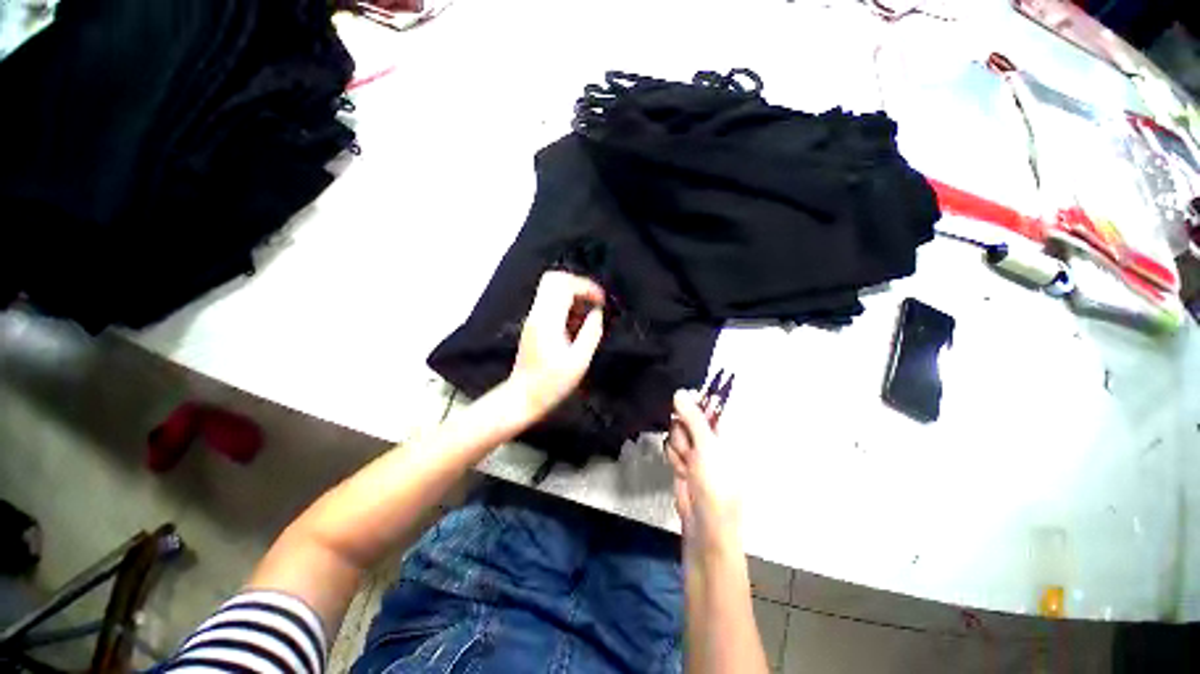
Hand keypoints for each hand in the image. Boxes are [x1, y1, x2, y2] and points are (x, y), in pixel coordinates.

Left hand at [507, 271, 605, 421]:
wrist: (522, 398)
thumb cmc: (551, 384)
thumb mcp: (578, 362)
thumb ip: (591, 334)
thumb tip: (597, 314)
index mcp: (548, 321)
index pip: (565, 285)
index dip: (587, 287)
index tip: (601, 301)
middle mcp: (537, 314)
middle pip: (554, 279)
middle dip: (578, 285)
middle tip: (593, 303)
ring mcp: (533, 318)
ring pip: (551, 289)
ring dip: (573, 297)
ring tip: (587, 318)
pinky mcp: (533, 325)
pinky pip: (550, 303)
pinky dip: (566, 307)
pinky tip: (576, 326)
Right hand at [666, 389, 742, 557]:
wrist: (705, 524)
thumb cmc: (716, 483)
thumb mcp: (706, 446)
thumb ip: (693, 418)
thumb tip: (680, 392)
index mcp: (726, 431)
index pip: (709, 405)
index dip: (694, 401)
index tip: (681, 402)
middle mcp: (711, 437)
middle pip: (687, 416)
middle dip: (683, 430)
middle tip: (690, 447)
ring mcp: (696, 450)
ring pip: (676, 431)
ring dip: (679, 447)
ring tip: (688, 465)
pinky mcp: (683, 461)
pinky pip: (671, 447)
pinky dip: (674, 458)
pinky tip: (681, 471)